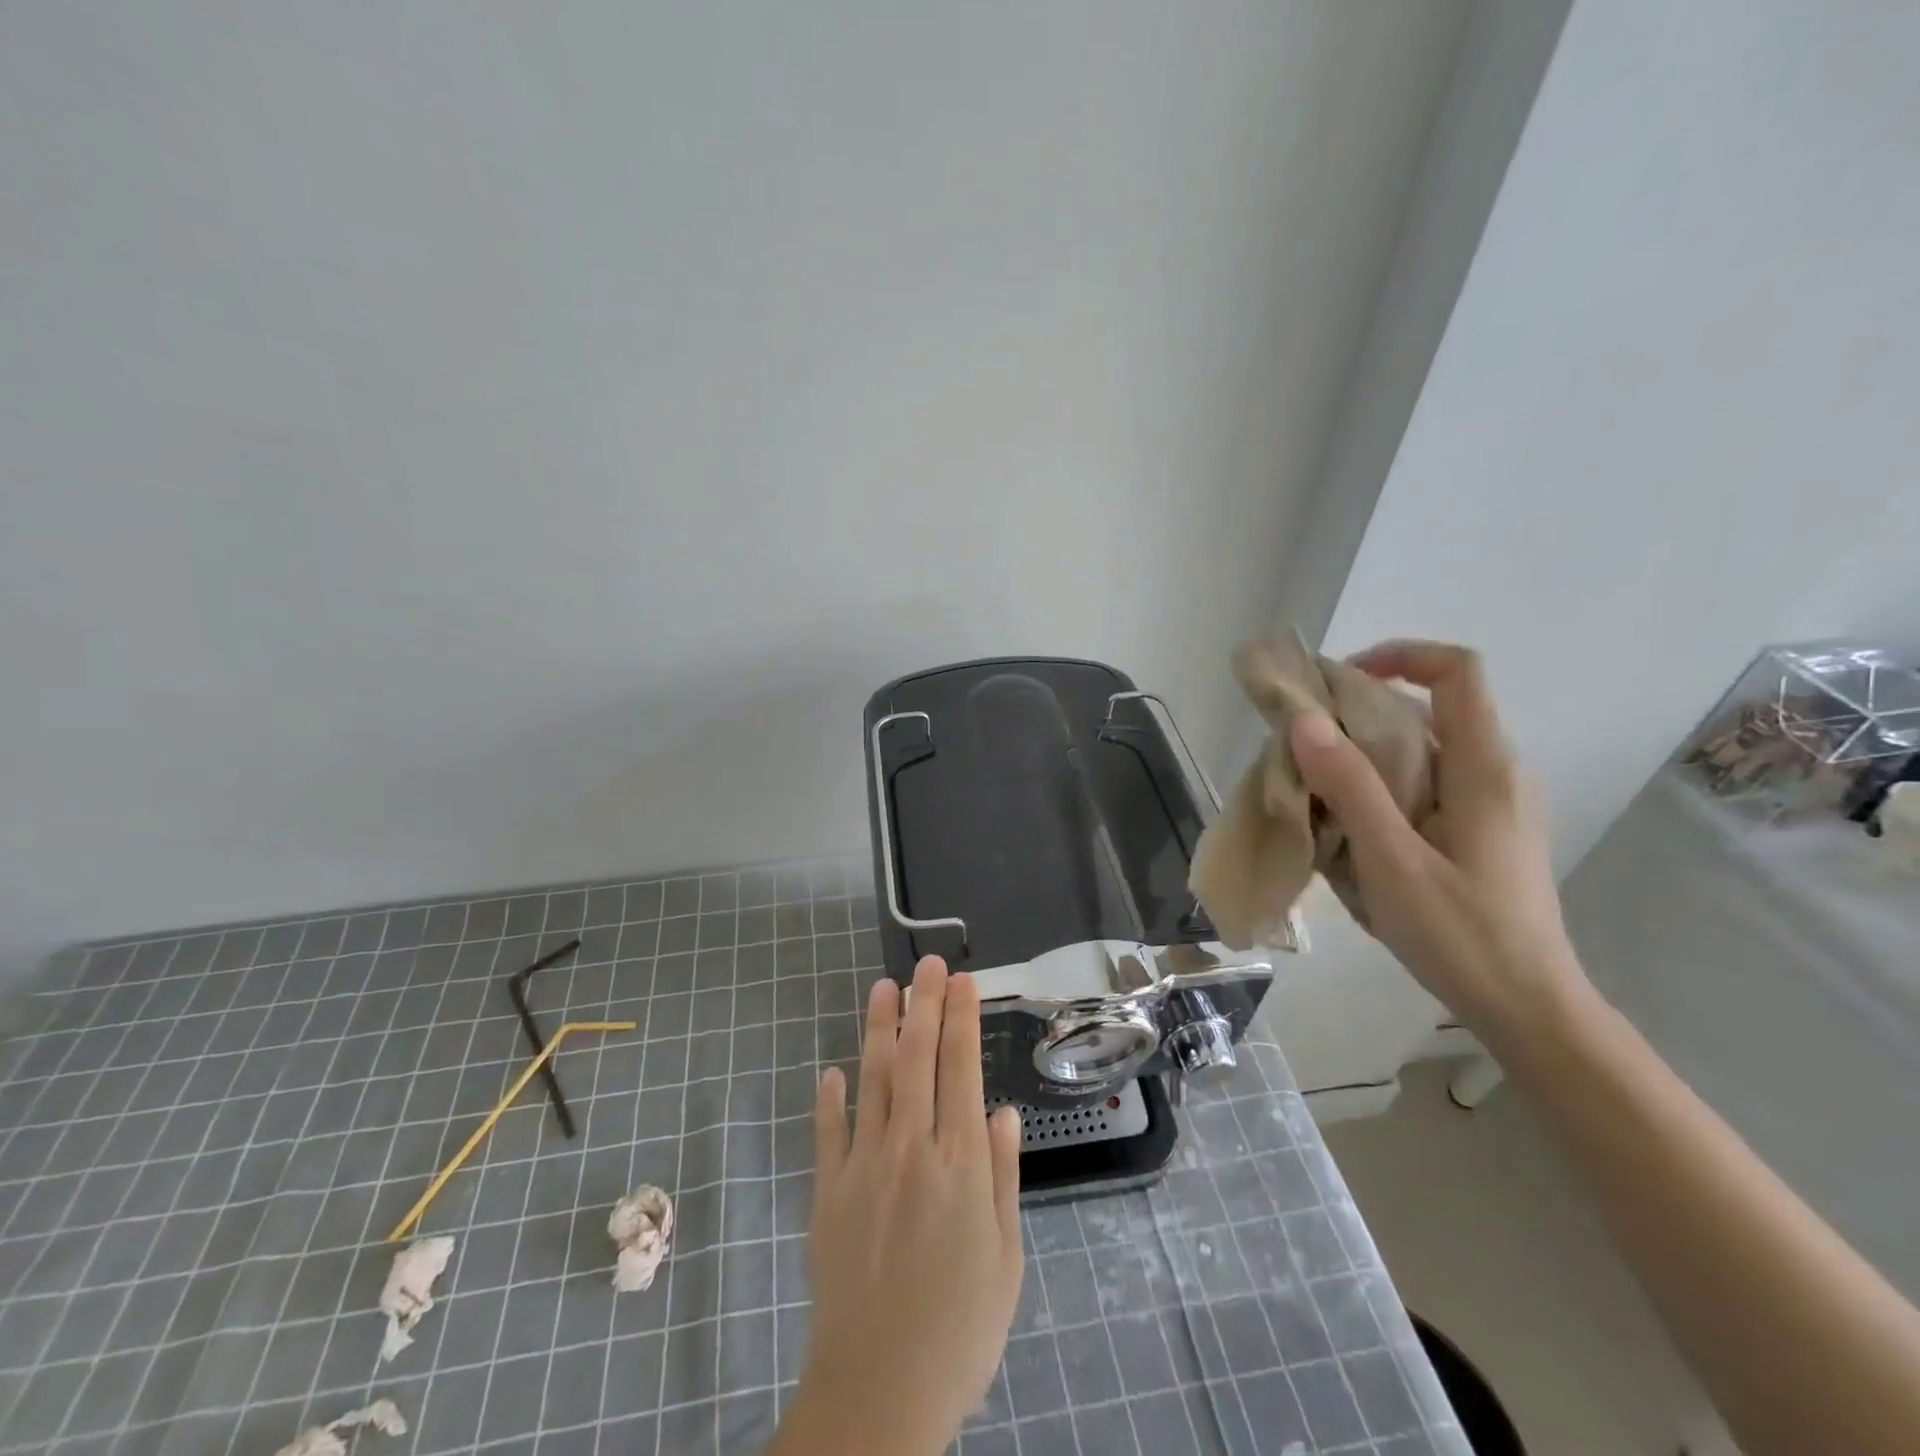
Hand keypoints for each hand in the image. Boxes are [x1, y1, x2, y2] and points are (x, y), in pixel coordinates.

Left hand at [769, 957, 1024, 1455]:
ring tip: (883, 988)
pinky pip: (828, 1132)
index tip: (961, 980)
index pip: (961, 1068)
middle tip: (926, 963)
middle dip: (923, 1004)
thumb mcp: (1005, 1257)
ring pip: (873, 1080)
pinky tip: (831, 1070)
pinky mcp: (828, 1192)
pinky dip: (829, 1097)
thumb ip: (1002, 1177)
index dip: (961, 1017)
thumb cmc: (960, 1328)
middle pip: (917, 1059)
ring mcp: (864, 1165)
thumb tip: (1003, 1112)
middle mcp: (911, 1148)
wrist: (880, 1392)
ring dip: (878, 1030)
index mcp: (960, 1161)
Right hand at [1289, 640, 1591, 1048]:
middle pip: (1431, 707)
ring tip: (1316, 785)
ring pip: (1425, 747)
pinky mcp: (1484, 829)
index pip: (1457, 671)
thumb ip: (1350, 786)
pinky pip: (1428, 781)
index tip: (1337, 681)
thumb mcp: (1391, 859)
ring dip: (1368, 752)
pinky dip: (1384, 782)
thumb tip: (1304, 720)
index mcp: (1485, 768)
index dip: (1399, 655)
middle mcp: (1498, 772)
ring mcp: (1495, 802)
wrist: (1528, 1009)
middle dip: (1362, 711)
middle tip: (1304, 742)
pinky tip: (1352, 823)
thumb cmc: (1460, 934)